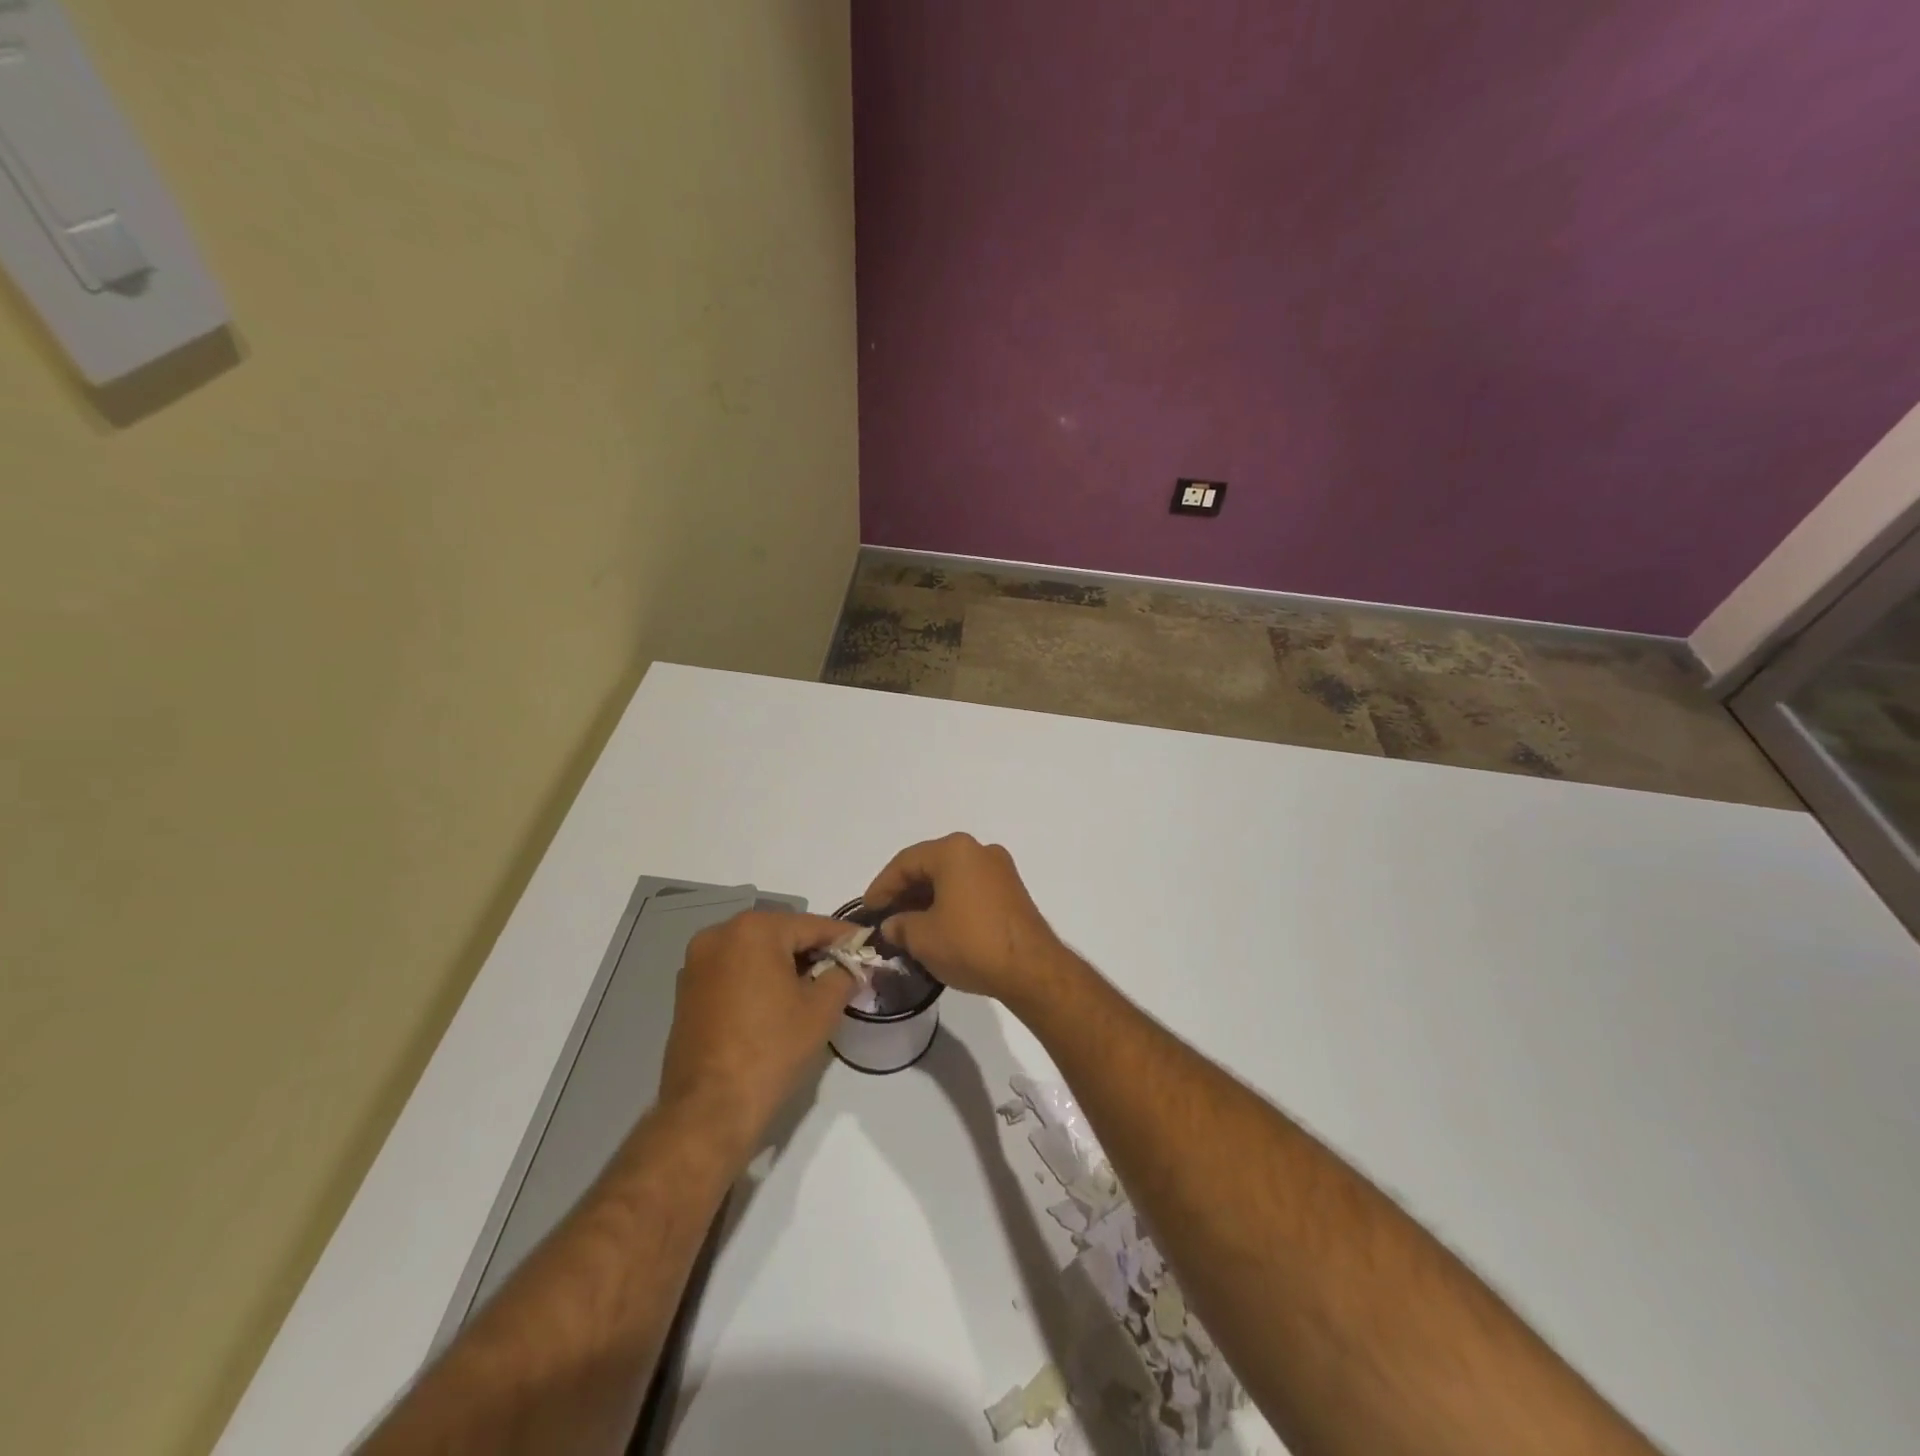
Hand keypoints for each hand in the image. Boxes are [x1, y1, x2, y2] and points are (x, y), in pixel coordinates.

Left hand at [659, 911, 853, 1157]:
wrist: (709, 1109)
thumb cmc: (771, 1049)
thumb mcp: (822, 1009)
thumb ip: (843, 975)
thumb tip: (851, 966)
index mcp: (754, 930)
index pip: (812, 925)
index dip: (844, 938)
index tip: (867, 946)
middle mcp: (719, 935)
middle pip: (781, 934)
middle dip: (812, 950)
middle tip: (843, 970)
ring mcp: (697, 963)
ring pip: (755, 952)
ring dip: (784, 964)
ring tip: (812, 989)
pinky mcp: (686, 990)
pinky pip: (733, 971)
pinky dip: (757, 979)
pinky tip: (777, 1003)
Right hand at [864, 834, 1067, 1004]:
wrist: (1031, 968)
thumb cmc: (970, 944)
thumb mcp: (923, 937)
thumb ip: (899, 926)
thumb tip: (893, 926)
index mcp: (954, 851)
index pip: (905, 863)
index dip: (881, 887)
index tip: (867, 910)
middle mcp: (978, 850)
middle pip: (930, 866)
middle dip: (904, 892)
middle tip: (885, 917)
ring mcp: (999, 869)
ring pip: (951, 878)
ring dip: (927, 899)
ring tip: (907, 926)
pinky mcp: (1012, 891)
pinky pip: (970, 889)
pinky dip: (949, 903)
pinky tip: (937, 927)